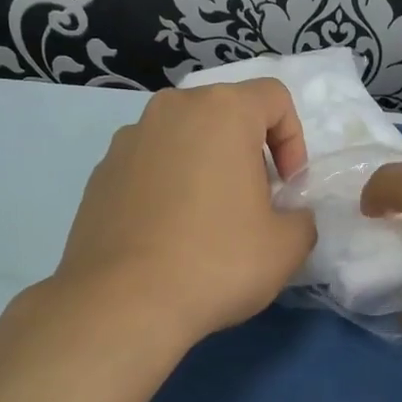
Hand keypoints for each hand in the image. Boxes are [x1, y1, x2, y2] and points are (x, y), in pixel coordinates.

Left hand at [45, 81, 316, 348]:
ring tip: (208, 221)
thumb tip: (288, 217)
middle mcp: (171, 111)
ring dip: (206, 166)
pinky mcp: (100, 174)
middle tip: (254, 203)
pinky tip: (169, 235)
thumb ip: (301, 219)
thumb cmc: (216, 262)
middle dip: (248, 152)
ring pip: (184, 138)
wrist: (121, 304)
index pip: (274, 97)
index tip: (287, 187)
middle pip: (226, 114)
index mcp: (221, 111)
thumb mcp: (286, 246)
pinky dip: (168, 186)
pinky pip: (150, 165)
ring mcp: (128, 140)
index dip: (293, 140)